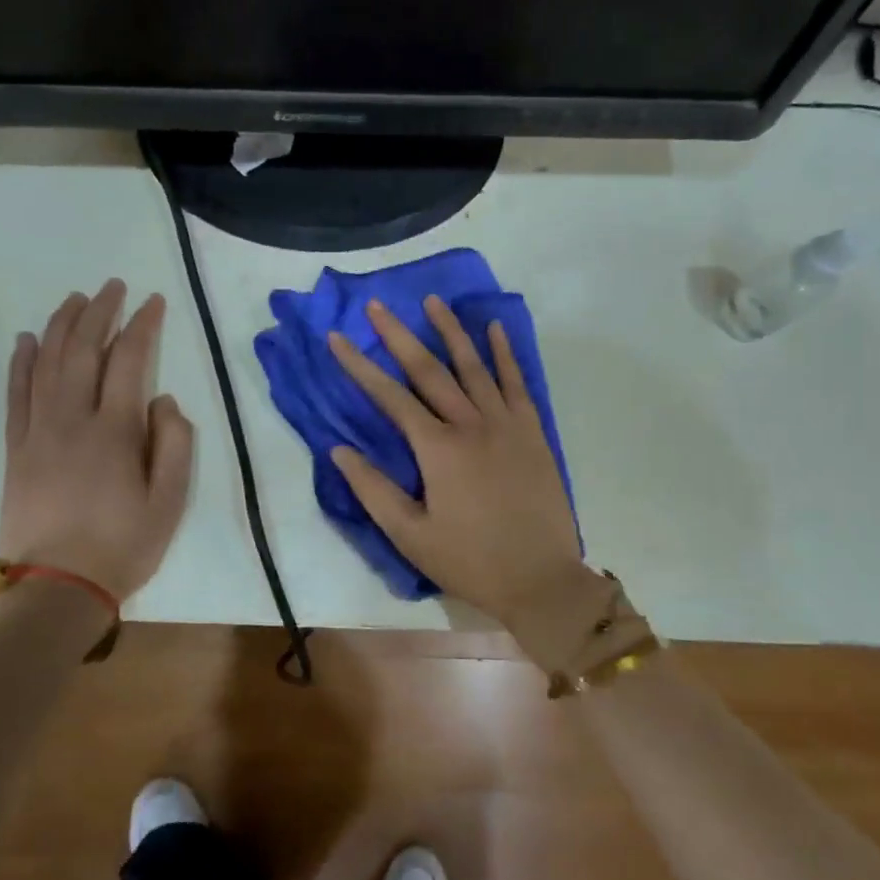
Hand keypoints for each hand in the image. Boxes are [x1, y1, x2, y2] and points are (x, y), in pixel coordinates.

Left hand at [0, 280, 194, 601]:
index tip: (154, 302)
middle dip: (99, 312)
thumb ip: (174, 444)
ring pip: (46, 364)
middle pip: (83, 351)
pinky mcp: (16, 449)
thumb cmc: (123, 546)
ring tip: (74, 299)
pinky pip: (15, 394)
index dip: (143, 326)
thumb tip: (164, 400)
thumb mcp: (170, 501)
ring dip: (60, 326)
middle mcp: (73, 420)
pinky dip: (20, 362)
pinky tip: (25, 340)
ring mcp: (38, 432)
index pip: (130, 361)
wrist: (55, 589)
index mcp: (115, 431)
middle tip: (112, 286)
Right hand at [327, 295, 601, 648]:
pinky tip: (495, 329)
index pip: (390, 397)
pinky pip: (517, 383)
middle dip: (400, 335)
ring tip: (433, 301)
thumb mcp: (411, 536)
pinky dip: (505, 354)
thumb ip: (373, 490)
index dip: (361, 365)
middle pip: (430, 370)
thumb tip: (340, 450)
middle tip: (379, 305)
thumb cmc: (470, 561)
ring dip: (451, 331)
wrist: (541, 578)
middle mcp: (471, 424)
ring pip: (474, 366)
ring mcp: (506, 424)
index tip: (338, 338)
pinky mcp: (533, 431)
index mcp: (438, 449)